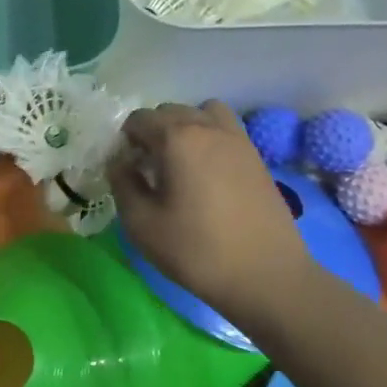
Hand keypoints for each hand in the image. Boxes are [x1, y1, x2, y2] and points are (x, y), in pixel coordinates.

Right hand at [109, 101, 319, 316]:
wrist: (267, 276)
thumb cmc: (197, 250)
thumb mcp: (141, 224)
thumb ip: (123, 184)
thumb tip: (120, 163)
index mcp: (176, 138)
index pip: (139, 119)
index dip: (126, 141)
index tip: (127, 170)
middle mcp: (208, 127)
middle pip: (170, 111)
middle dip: (153, 132)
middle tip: (150, 169)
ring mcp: (238, 139)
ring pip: (203, 112)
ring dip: (186, 127)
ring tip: (182, 162)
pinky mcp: (257, 157)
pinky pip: (226, 129)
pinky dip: (210, 138)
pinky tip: (208, 173)